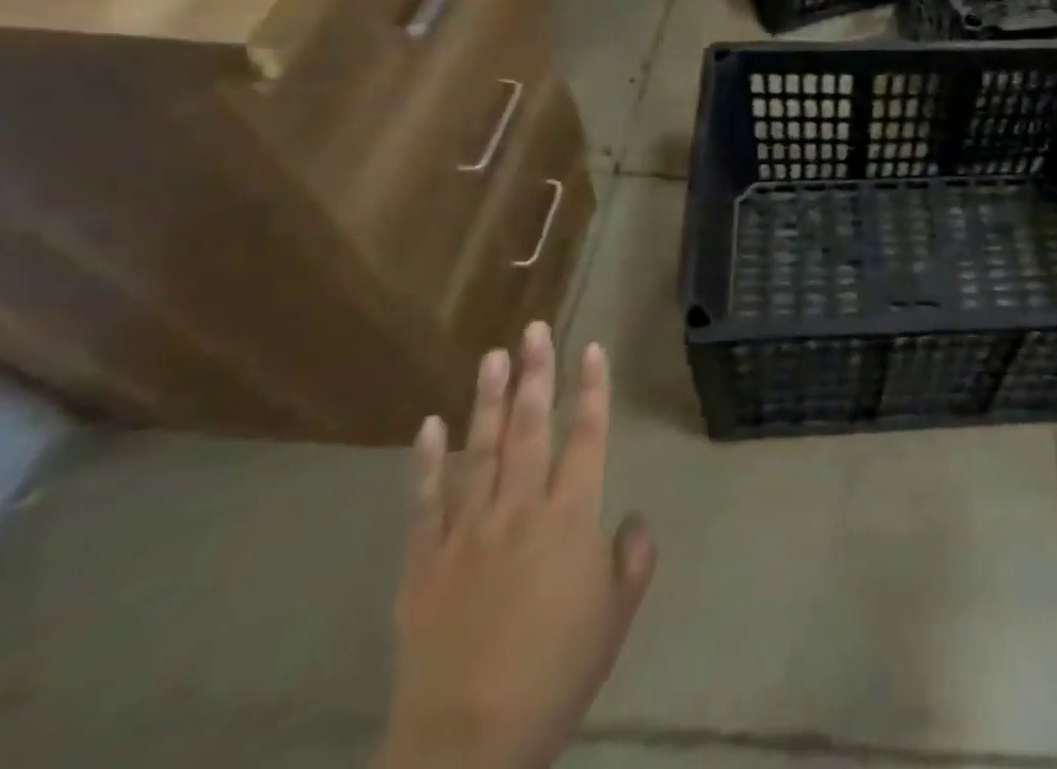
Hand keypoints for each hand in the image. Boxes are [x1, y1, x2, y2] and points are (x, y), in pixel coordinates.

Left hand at [378, 325, 655, 768]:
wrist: (468, 746)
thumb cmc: (556, 674)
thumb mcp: (616, 617)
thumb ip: (633, 558)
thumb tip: (634, 518)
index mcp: (570, 517)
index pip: (586, 436)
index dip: (591, 389)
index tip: (591, 348)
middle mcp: (519, 509)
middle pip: (528, 427)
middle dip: (535, 373)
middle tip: (535, 329)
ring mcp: (465, 532)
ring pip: (477, 451)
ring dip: (486, 400)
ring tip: (492, 356)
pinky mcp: (422, 563)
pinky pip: (424, 502)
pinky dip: (426, 462)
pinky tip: (429, 425)